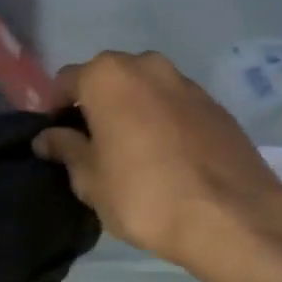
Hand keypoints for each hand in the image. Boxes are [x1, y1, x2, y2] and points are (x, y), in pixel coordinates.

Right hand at [34, 50, 281, 271]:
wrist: (232, 216)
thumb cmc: (144, 194)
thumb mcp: (90, 179)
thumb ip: (66, 149)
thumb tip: (48, 137)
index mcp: (107, 76)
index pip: (65, 81)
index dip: (56, 110)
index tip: (57, 140)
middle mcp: (145, 65)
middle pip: (107, 80)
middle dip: (96, 106)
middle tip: (94, 146)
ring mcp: (185, 82)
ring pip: (144, 90)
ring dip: (132, 111)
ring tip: (134, 153)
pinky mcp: (215, 104)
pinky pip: (174, 105)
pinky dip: (164, 121)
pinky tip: (168, 158)